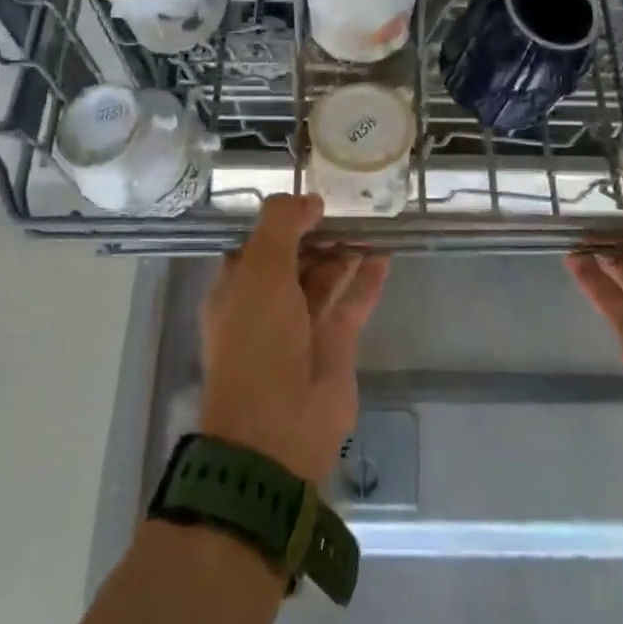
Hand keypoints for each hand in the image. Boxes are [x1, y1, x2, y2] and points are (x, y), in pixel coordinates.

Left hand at [198, 195, 390, 483]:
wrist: (278, 428)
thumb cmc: (258, 342)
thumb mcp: (259, 272)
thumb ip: (281, 226)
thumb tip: (308, 199)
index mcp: (237, 288)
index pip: (259, 244)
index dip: (284, 219)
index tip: (313, 195)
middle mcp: (267, 304)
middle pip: (295, 258)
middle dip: (319, 233)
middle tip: (351, 205)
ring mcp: (302, 325)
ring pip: (325, 278)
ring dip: (345, 252)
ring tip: (372, 222)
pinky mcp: (334, 344)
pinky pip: (352, 303)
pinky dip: (367, 280)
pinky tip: (385, 255)